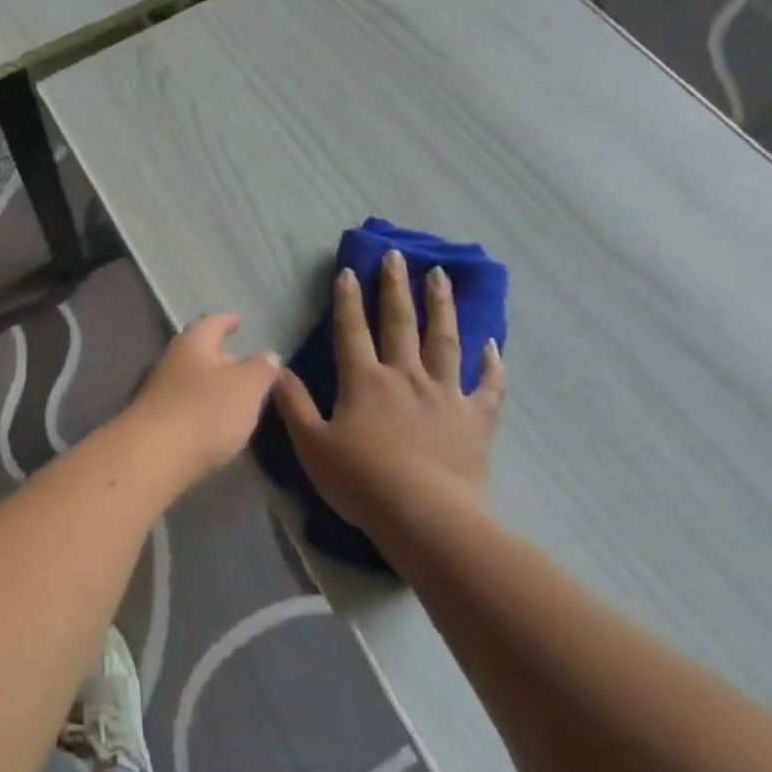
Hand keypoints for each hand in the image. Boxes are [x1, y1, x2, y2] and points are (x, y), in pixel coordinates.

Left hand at [123, 315, 279, 489]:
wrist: (154, 457)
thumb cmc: (205, 410)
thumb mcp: (247, 386)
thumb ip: (261, 369)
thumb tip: (267, 355)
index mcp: (193, 344)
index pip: (212, 323)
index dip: (227, 321)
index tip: (239, 320)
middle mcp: (172, 362)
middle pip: (200, 353)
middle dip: (222, 358)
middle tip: (245, 364)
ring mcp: (161, 393)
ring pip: (193, 381)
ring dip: (214, 387)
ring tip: (238, 397)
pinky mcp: (158, 423)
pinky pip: (187, 407)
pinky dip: (204, 410)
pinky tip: (218, 425)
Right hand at [272, 252, 504, 533]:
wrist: (425, 516)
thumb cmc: (362, 481)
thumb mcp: (312, 445)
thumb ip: (293, 404)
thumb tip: (277, 371)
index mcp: (365, 380)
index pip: (352, 329)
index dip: (348, 298)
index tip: (350, 270)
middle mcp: (405, 376)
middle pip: (400, 322)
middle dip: (395, 286)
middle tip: (397, 255)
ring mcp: (446, 394)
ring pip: (445, 341)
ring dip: (441, 306)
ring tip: (441, 276)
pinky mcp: (477, 419)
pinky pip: (488, 386)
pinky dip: (493, 364)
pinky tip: (494, 344)